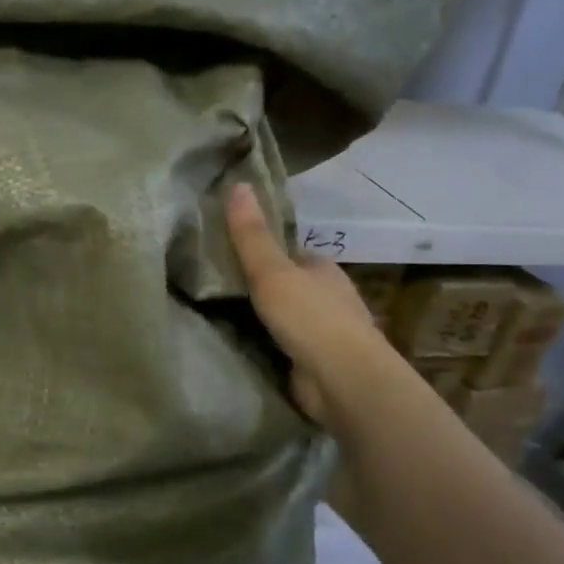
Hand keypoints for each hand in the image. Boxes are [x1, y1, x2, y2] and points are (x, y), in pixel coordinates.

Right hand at [224, 182, 392, 430]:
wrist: (344, 380)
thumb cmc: (310, 317)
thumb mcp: (271, 271)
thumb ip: (251, 235)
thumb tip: (238, 182)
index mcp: (323, 268)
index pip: (290, 254)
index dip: (264, 253)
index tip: (230, 257)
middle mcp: (330, 297)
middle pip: (291, 285)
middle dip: (264, 288)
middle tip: (219, 290)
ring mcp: (327, 333)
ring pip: (290, 318)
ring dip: (267, 319)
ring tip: (223, 318)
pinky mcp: (319, 363)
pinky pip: (288, 347)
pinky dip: (271, 345)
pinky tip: (246, 347)